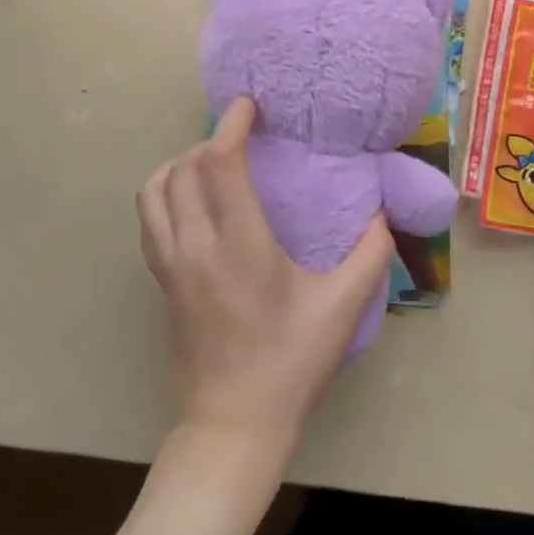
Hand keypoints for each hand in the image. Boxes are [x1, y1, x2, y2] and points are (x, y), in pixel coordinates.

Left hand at [137, 98, 392, 446]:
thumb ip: (372, 253)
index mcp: (239, 247)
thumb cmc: (291, 363)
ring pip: (153, 193)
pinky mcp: (161, 285)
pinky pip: (150, 220)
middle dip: (211, 142)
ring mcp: (170, 268)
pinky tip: (195, 202)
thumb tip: (383, 214)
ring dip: (180, 165)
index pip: (219, 166)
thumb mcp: (344, 306)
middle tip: (243, 137)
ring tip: (214, 164)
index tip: (249, 107)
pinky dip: (165, 193)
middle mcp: (195, 249)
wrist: (233, 428)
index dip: (231, 127)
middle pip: (182, 169)